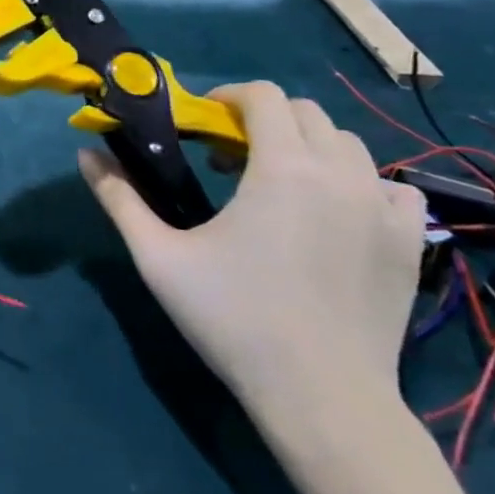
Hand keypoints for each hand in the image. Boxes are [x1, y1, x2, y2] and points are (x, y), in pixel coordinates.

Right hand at [78, 81, 425, 424]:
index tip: (202, 123)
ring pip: (347, 145)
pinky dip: (360, 183)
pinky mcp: (409, 242)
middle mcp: (341, 173)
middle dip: (263, 120)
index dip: (228, 97)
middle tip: (227, 158)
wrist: (321, 397)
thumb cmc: (233, 318)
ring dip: (306, 147)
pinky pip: (391, 187)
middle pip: (305, 113)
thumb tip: (85, 154)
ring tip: (275, 184)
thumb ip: (119, 198)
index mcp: (282, 167)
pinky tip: (335, 211)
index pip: (264, 96)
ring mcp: (383, 208)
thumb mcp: (158, 256)